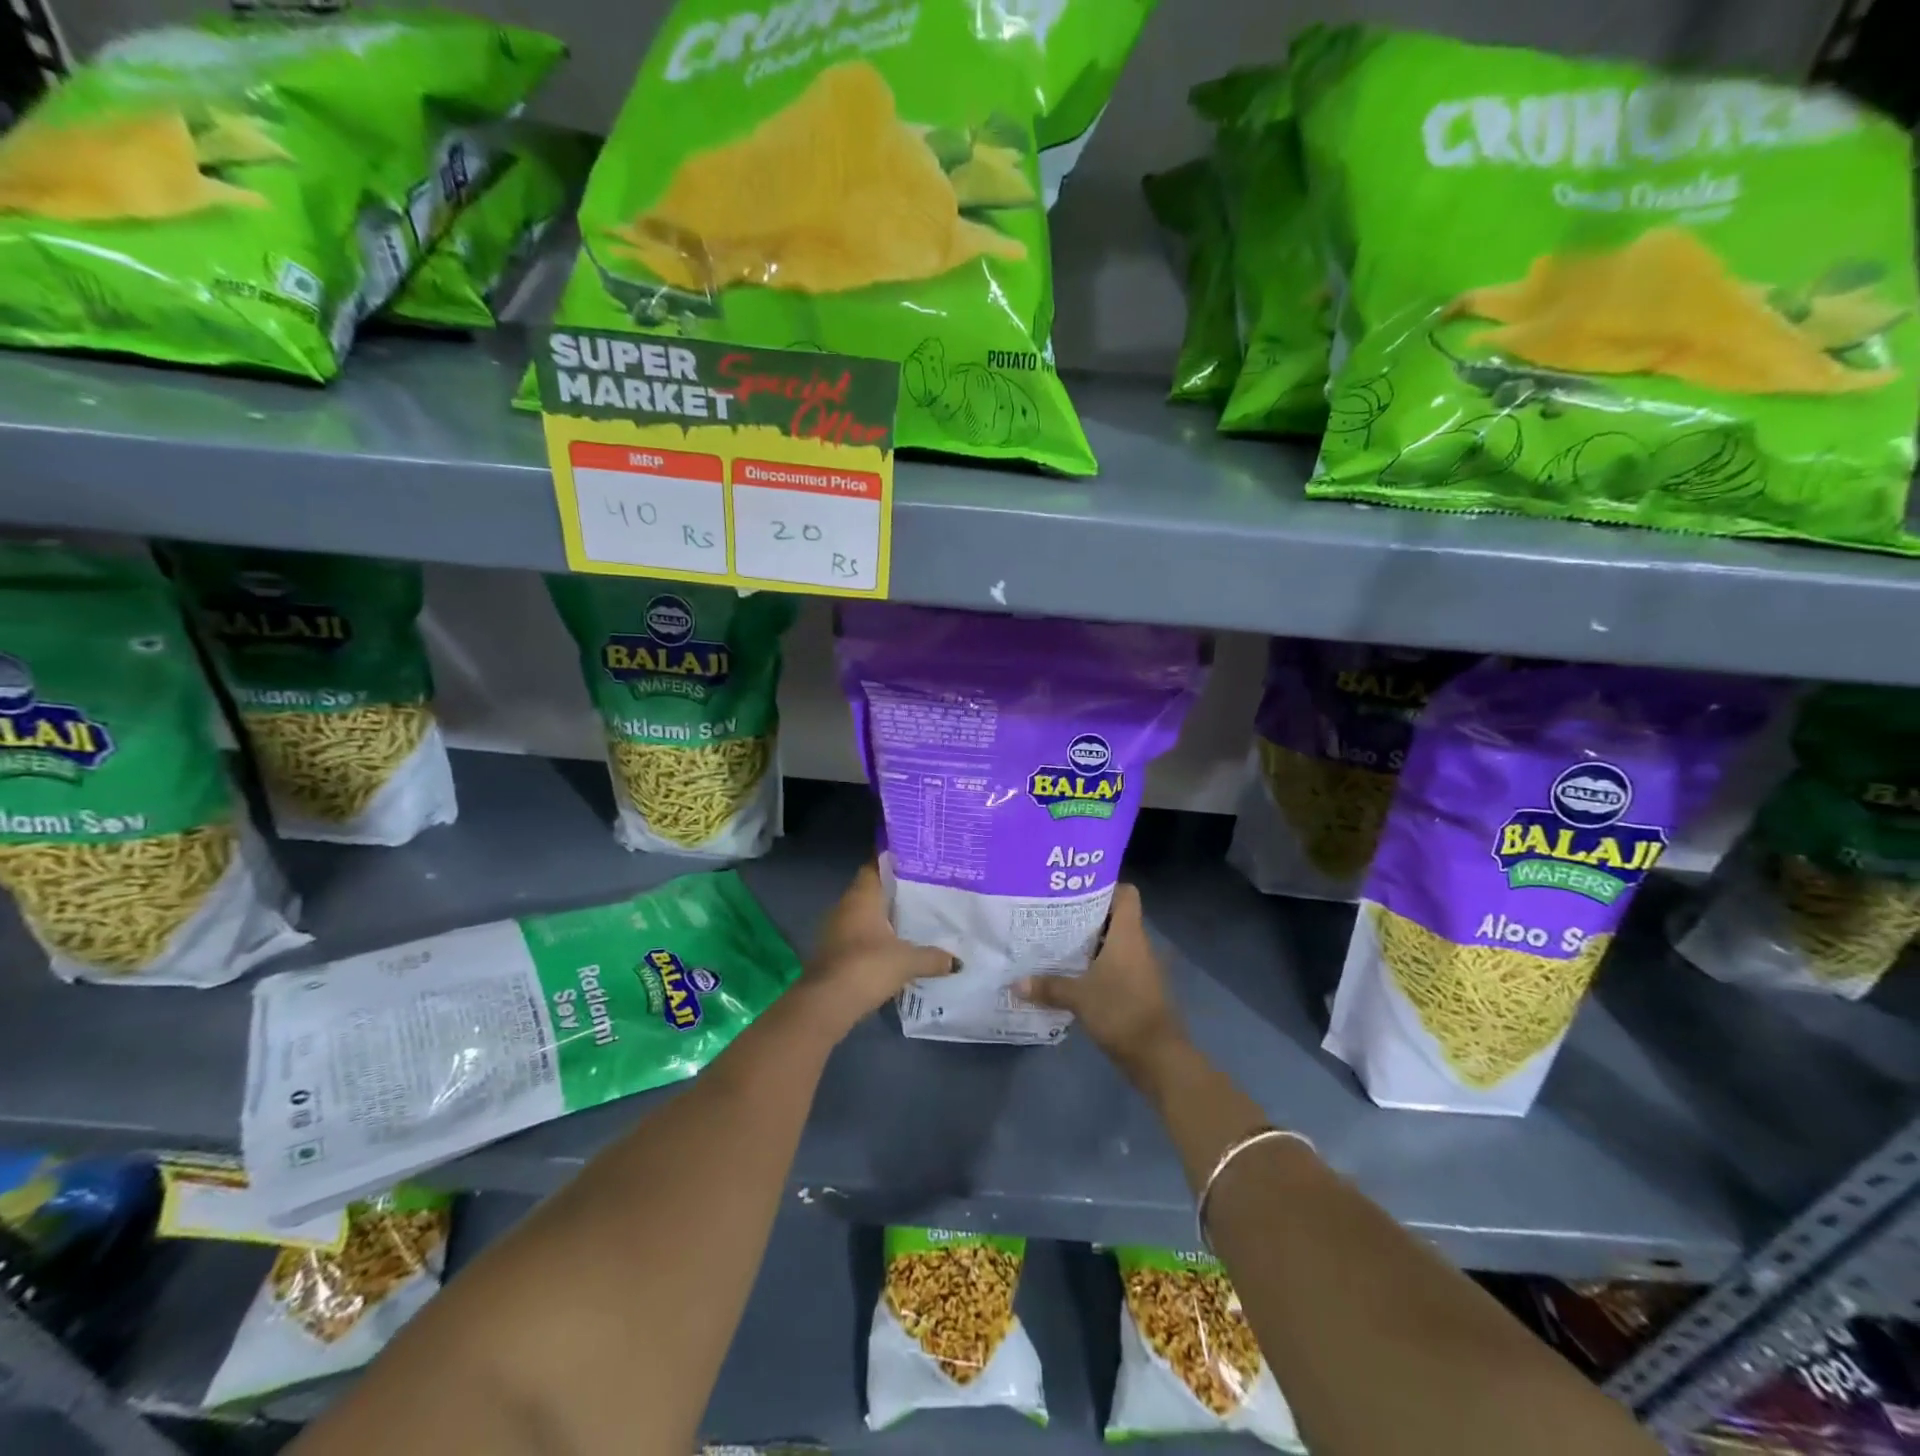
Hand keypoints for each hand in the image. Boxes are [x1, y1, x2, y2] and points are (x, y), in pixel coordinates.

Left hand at [800, 863, 954, 1035]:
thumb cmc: (867, 967)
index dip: (894, 860)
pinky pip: (860, 935)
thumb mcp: (907, 961)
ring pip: (865, 914)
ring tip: (916, 917)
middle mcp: (846, 906)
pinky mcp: (835, 952)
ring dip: (885, 916)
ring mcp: (837, 929)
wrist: (827, 1003)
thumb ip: (933, 957)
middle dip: (895, 890)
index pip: (876, 865)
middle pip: (872, 889)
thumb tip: (957, 961)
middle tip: (925, 889)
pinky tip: (897, 946)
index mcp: (862, 896)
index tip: (916, 859)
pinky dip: (877, 937)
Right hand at [1016, 884, 1186, 1077]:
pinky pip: (1114, 965)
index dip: (1104, 886)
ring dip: (1089, 942)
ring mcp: (1139, 968)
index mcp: (1128, 935)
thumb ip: (1048, 986)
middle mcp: (1137, 945)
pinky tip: (1070, 973)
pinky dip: (1095, 965)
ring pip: (1113, 942)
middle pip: (1114, 917)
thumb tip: (1015, 983)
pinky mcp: (1137, 988)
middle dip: (1086, 915)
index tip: (1074, 890)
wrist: (1157, 1056)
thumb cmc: (1121, 1011)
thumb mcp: (1078, 997)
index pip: (1126, 894)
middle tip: (1053, 914)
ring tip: (1055, 941)